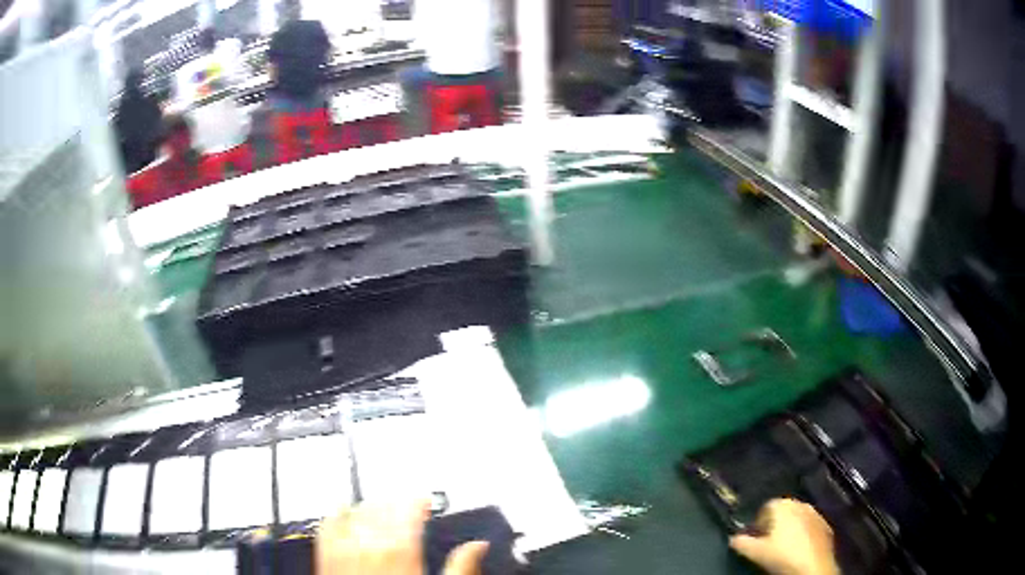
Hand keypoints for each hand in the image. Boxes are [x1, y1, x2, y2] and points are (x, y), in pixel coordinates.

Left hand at [316, 500, 489, 574]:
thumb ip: (460, 565)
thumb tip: (478, 546)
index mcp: (402, 549)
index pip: (410, 509)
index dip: (419, 500)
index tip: (424, 500)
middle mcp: (372, 542)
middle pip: (384, 506)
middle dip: (397, 501)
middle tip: (405, 503)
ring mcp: (346, 546)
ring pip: (358, 510)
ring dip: (371, 504)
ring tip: (380, 504)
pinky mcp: (327, 553)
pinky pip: (328, 524)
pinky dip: (337, 512)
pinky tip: (341, 508)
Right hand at [729, 499, 838, 574]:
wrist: (813, 567)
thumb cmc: (783, 556)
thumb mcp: (755, 552)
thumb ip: (741, 542)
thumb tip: (734, 539)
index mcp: (783, 505)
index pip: (765, 508)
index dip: (758, 523)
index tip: (754, 537)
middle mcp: (801, 504)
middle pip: (783, 511)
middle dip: (774, 525)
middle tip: (767, 542)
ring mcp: (816, 514)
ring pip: (797, 518)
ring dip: (790, 529)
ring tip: (783, 547)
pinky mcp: (826, 525)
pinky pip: (809, 526)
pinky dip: (803, 534)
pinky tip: (798, 549)